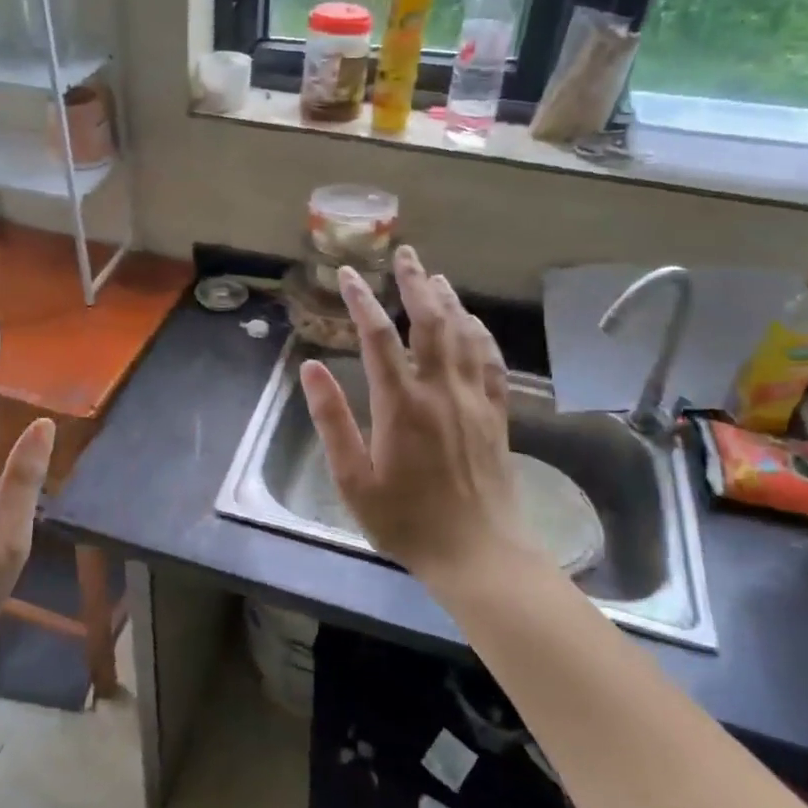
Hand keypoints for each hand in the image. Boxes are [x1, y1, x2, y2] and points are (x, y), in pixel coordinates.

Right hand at [301, 247, 536, 585]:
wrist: (477, 553)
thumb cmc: (406, 521)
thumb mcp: (353, 479)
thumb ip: (331, 421)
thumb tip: (310, 369)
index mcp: (400, 404)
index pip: (378, 337)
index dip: (362, 301)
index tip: (349, 274)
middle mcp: (440, 391)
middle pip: (430, 322)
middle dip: (415, 283)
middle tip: (405, 254)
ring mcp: (474, 400)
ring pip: (464, 335)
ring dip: (449, 300)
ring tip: (435, 276)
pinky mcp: (497, 415)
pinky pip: (492, 362)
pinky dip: (481, 335)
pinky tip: (474, 323)